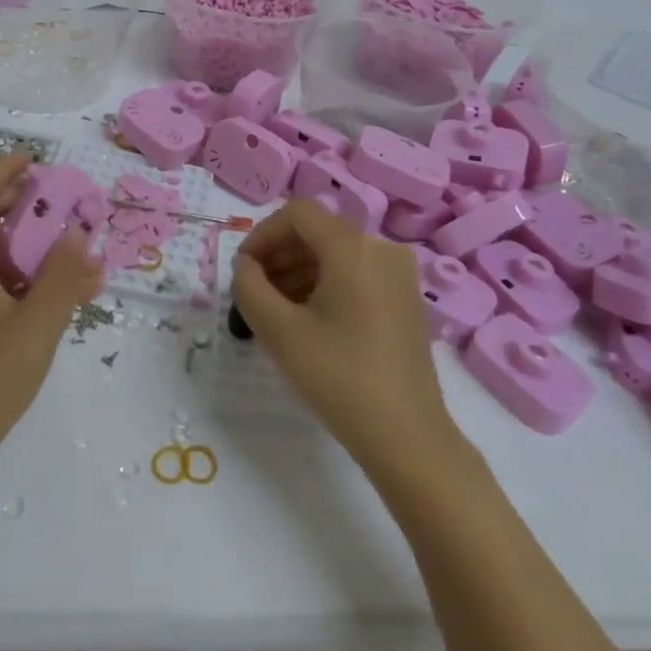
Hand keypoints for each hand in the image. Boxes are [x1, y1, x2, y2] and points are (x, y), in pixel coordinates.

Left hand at [0, 154, 104, 477]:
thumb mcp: (36, 326)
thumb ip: (63, 276)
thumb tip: (80, 234)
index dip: (3, 170)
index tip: (36, 161)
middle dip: (18, 202)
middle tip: (59, 202)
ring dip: (21, 239)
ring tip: (64, 245)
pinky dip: (16, 270)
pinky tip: (50, 291)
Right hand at [233, 201, 458, 473]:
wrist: (407, 437)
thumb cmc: (339, 378)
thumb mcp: (279, 332)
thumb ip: (249, 287)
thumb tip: (245, 267)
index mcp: (353, 246)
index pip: (297, 213)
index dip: (262, 235)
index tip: (243, 271)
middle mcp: (381, 248)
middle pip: (318, 231)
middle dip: (278, 254)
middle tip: (253, 292)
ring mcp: (399, 273)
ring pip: (336, 253)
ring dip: (299, 270)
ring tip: (275, 310)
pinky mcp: (405, 298)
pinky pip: (356, 272)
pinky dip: (325, 284)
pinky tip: (307, 319)